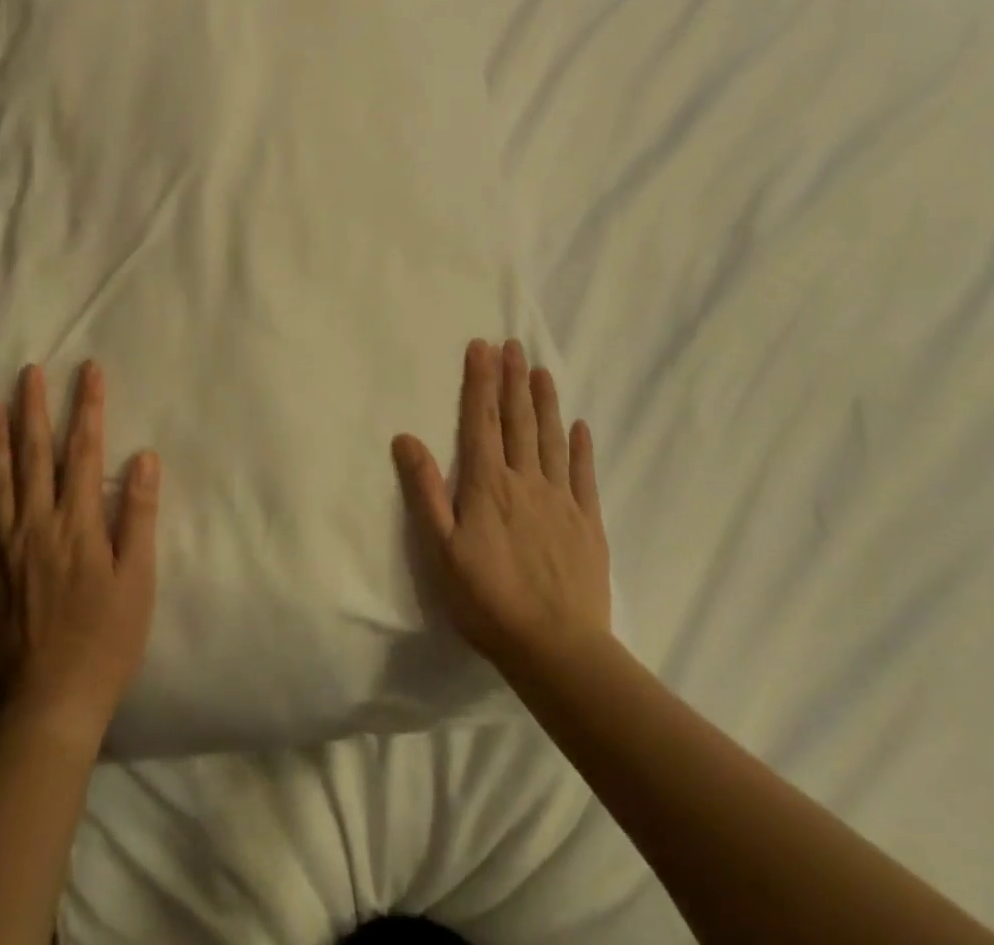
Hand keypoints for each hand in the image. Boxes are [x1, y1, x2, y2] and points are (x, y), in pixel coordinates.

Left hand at [0, 361, 160, 748]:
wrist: (49, 704)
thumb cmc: (105, 641)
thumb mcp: (137, 579)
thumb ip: (137, 515)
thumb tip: (144, 457)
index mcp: (77, 524)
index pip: (84, 450)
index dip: (88, 407)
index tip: (88, 370)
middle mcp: (36, 525)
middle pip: (35, 456)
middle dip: (35, 409)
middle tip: (29, 372)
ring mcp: (6, 549)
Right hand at [393, 339, 611, 679]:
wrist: (556, 648)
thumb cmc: (487, 599)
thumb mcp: (440, 549)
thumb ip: (424, 490)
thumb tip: (406, 438)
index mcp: (487, 484)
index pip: (481, 420)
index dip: (481, 382)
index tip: (483, 347)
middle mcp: (525, 480)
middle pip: (518, 420)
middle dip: (513, 380)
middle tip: (513, 345)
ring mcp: (560, 500)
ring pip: (551, 439)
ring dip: (545, 402)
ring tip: (542, 371)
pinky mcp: (587, 523)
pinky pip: (584, 475)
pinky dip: (581, 447)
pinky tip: (580, 426)